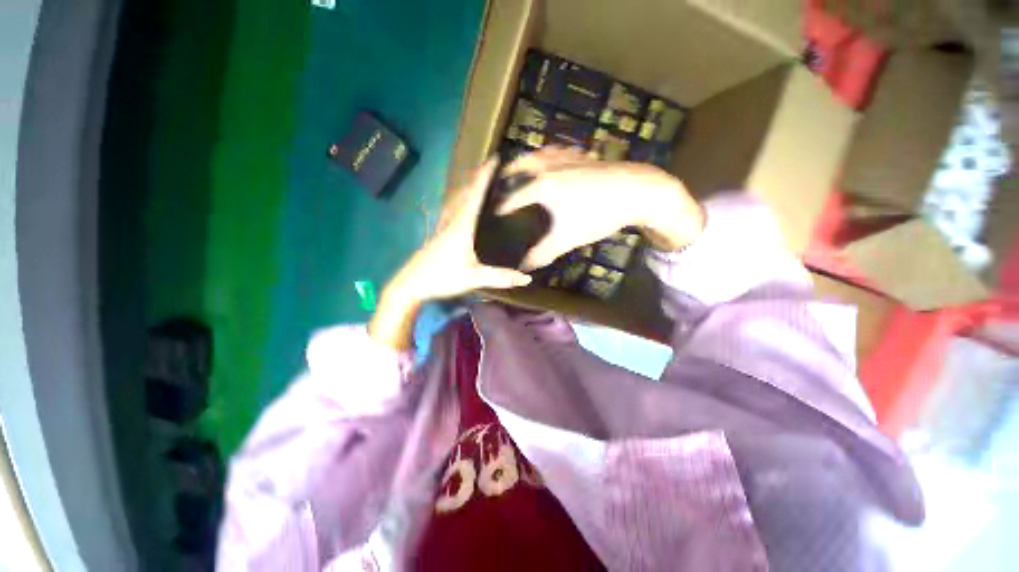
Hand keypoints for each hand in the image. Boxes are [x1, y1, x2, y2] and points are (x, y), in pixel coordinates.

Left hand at [369, 159, 531, 349]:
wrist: (410, 286)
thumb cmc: (441, 278)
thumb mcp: (473, 278)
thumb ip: (500, 277)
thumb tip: (527, 278)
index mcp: (461, 226)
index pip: (475, 195)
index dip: (485, 176)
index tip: (495, 158)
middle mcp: (451, 221)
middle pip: (465, 193)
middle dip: (477, 177)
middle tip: (490, 166)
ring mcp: (442, 227)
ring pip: (456, 200)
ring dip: (467, 187)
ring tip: (478, 181)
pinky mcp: (437, 236)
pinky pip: (451, 210)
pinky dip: (459, 201)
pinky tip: (460, 206)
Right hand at [496, 147, 704, 269]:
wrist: (636, 191)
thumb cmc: (598, 215)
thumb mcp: (567, 238)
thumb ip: (542, 253)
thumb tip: (524, 268)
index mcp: (541, 186)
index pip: (513, 197)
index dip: (500, 207)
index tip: (491, 213)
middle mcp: (549, 167)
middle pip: (521, 165)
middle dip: (507, 172)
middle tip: (499, 179)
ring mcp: (567, 158)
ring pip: (539, 153)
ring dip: (527, 158)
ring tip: (521, 165)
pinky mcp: (583, 156)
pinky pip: (560, 150)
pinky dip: (550, 153)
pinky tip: (554, 157)